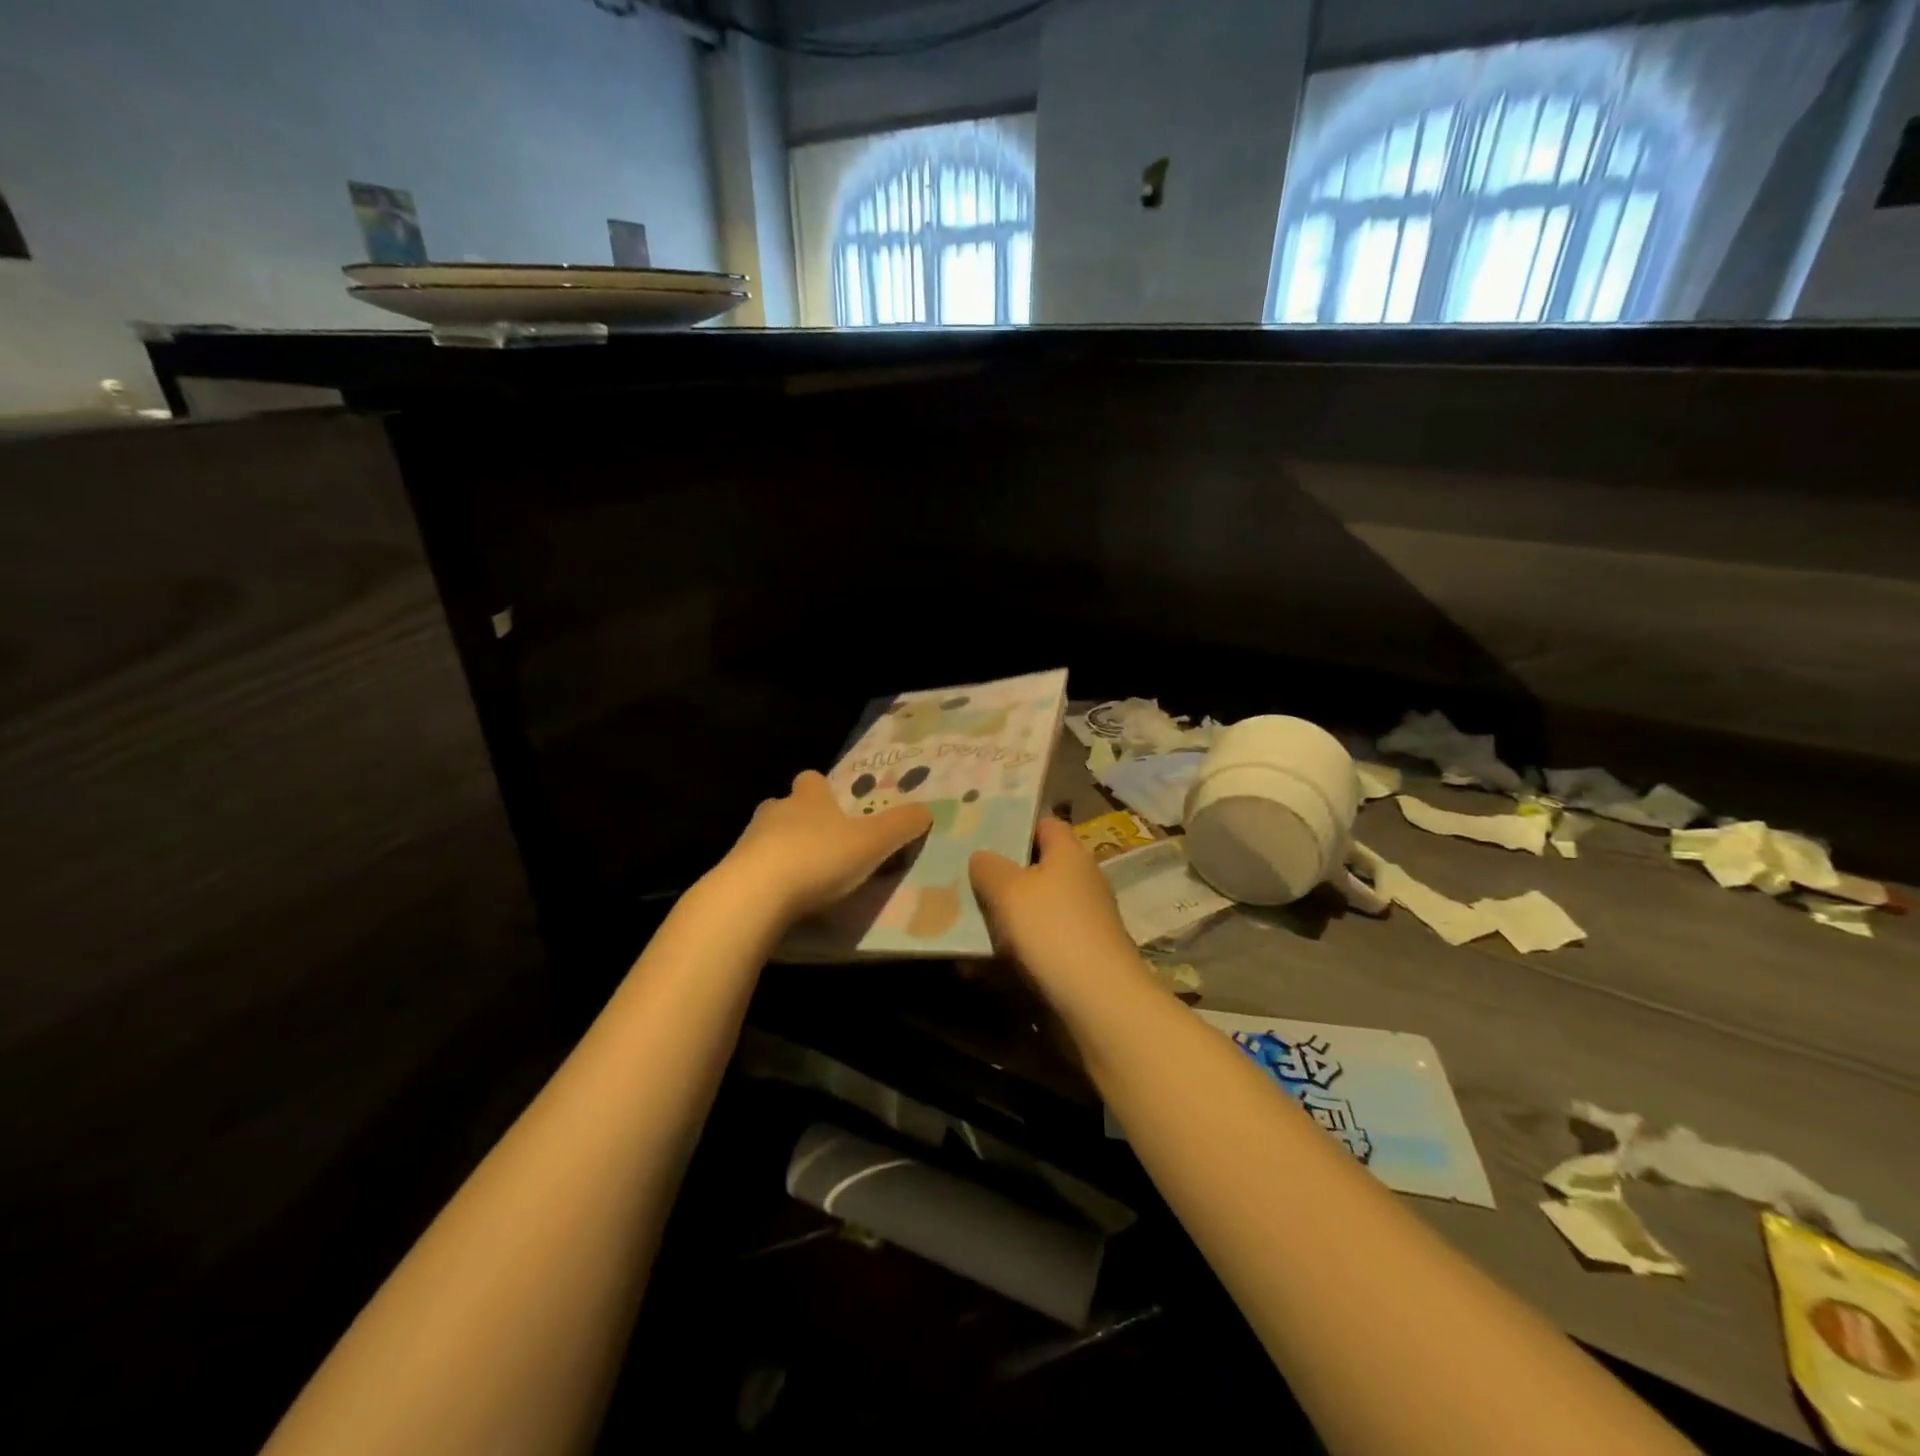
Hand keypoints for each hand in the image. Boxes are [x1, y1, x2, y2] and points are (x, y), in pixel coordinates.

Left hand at [720, 770, 931, 921]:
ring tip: (805, 879)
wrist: (753, 895)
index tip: (837, 808)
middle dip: (803, 822)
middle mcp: (776, 810)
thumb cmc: (818, 858)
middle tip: (825, 846)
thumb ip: (901, 826)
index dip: (824, 791)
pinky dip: (767, 880)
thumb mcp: (872, 842)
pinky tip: (782, 902)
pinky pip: (753, 870)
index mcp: (809, 798)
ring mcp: (748, 841)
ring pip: (768, 837)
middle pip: (788, 807)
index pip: (813, 780)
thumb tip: (927, 810)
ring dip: (783, 851)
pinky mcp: (732, 872)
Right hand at [969, 816, 1141, 1004]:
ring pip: (1031, 911)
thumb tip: (982, 857)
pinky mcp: (1076, 958)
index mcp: (1069, 854)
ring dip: (998, 920)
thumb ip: (988, 867)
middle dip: (998, 877)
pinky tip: (975, 968)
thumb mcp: (1008, 889)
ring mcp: (1080, 922)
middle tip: (960, 880)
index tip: (980, 833)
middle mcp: (1080, 882)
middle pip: (1035, 870)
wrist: (1098, 1002)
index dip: (1015, 825)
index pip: (1045, 824)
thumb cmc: (1052, 929)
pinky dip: (1008, 953)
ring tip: (957, 926)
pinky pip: (1034, 946)